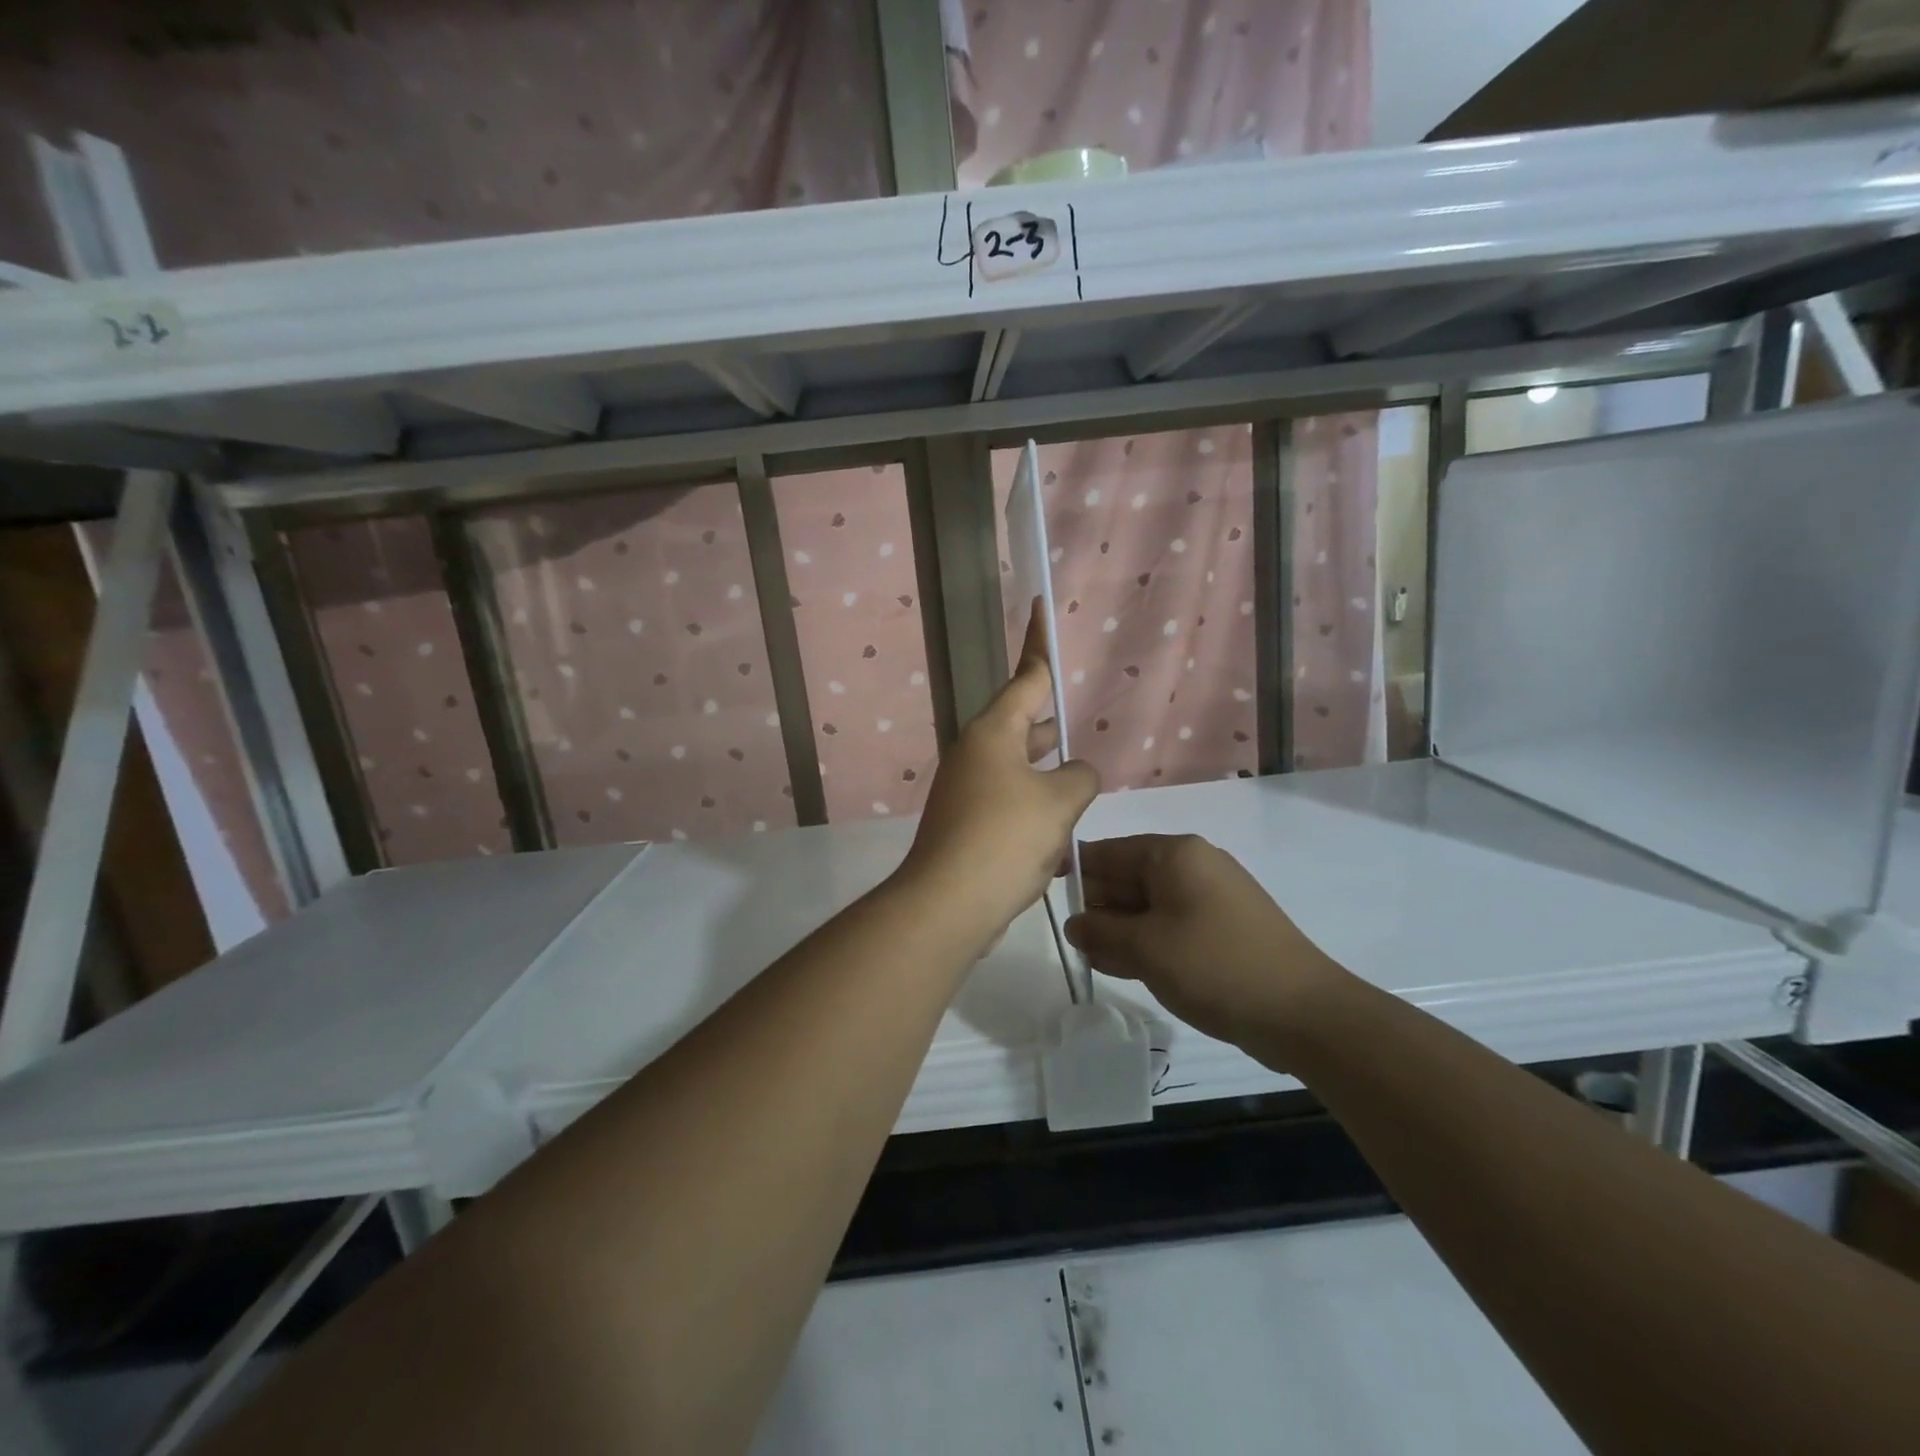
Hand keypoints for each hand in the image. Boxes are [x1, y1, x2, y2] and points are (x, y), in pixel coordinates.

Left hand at [898, 603, 1099, 942]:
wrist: (948, 904)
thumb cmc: (1005, 838)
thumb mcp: (1058, 802)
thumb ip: (1079, 777)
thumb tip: (1076, 774)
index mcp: (993, 733)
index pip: (1027, 678)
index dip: (1040, 644)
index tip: (1042, 609)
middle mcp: (975, 754)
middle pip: (1020, 723)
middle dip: (1049, 724)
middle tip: (1074, 717)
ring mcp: (966, 790)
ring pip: (1017, 767)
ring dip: (1046, 773)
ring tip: (1077, 779)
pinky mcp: (966, 825)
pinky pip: (1008, 803)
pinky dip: (1034, 809)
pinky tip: (1059, 834)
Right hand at [1064, 834, 1353, 1061]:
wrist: (1303, 1013)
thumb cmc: (1215, 966)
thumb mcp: (1145, 948)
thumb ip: (1100, 931)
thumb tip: (1074, 924)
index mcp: (1174, 854)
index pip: (1108, 851)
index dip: (1075, 872)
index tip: (1048, 900)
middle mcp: (1193, 866)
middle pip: (1128, 877)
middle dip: (1097, 908)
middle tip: (1071, 941)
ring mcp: (1211, 898)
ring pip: (1148, 905)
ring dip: (1119, 930)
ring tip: (1093, 959)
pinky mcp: (1223, 929)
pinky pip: (1171, 926)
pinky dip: (1146, 942)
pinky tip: (1124, 967)